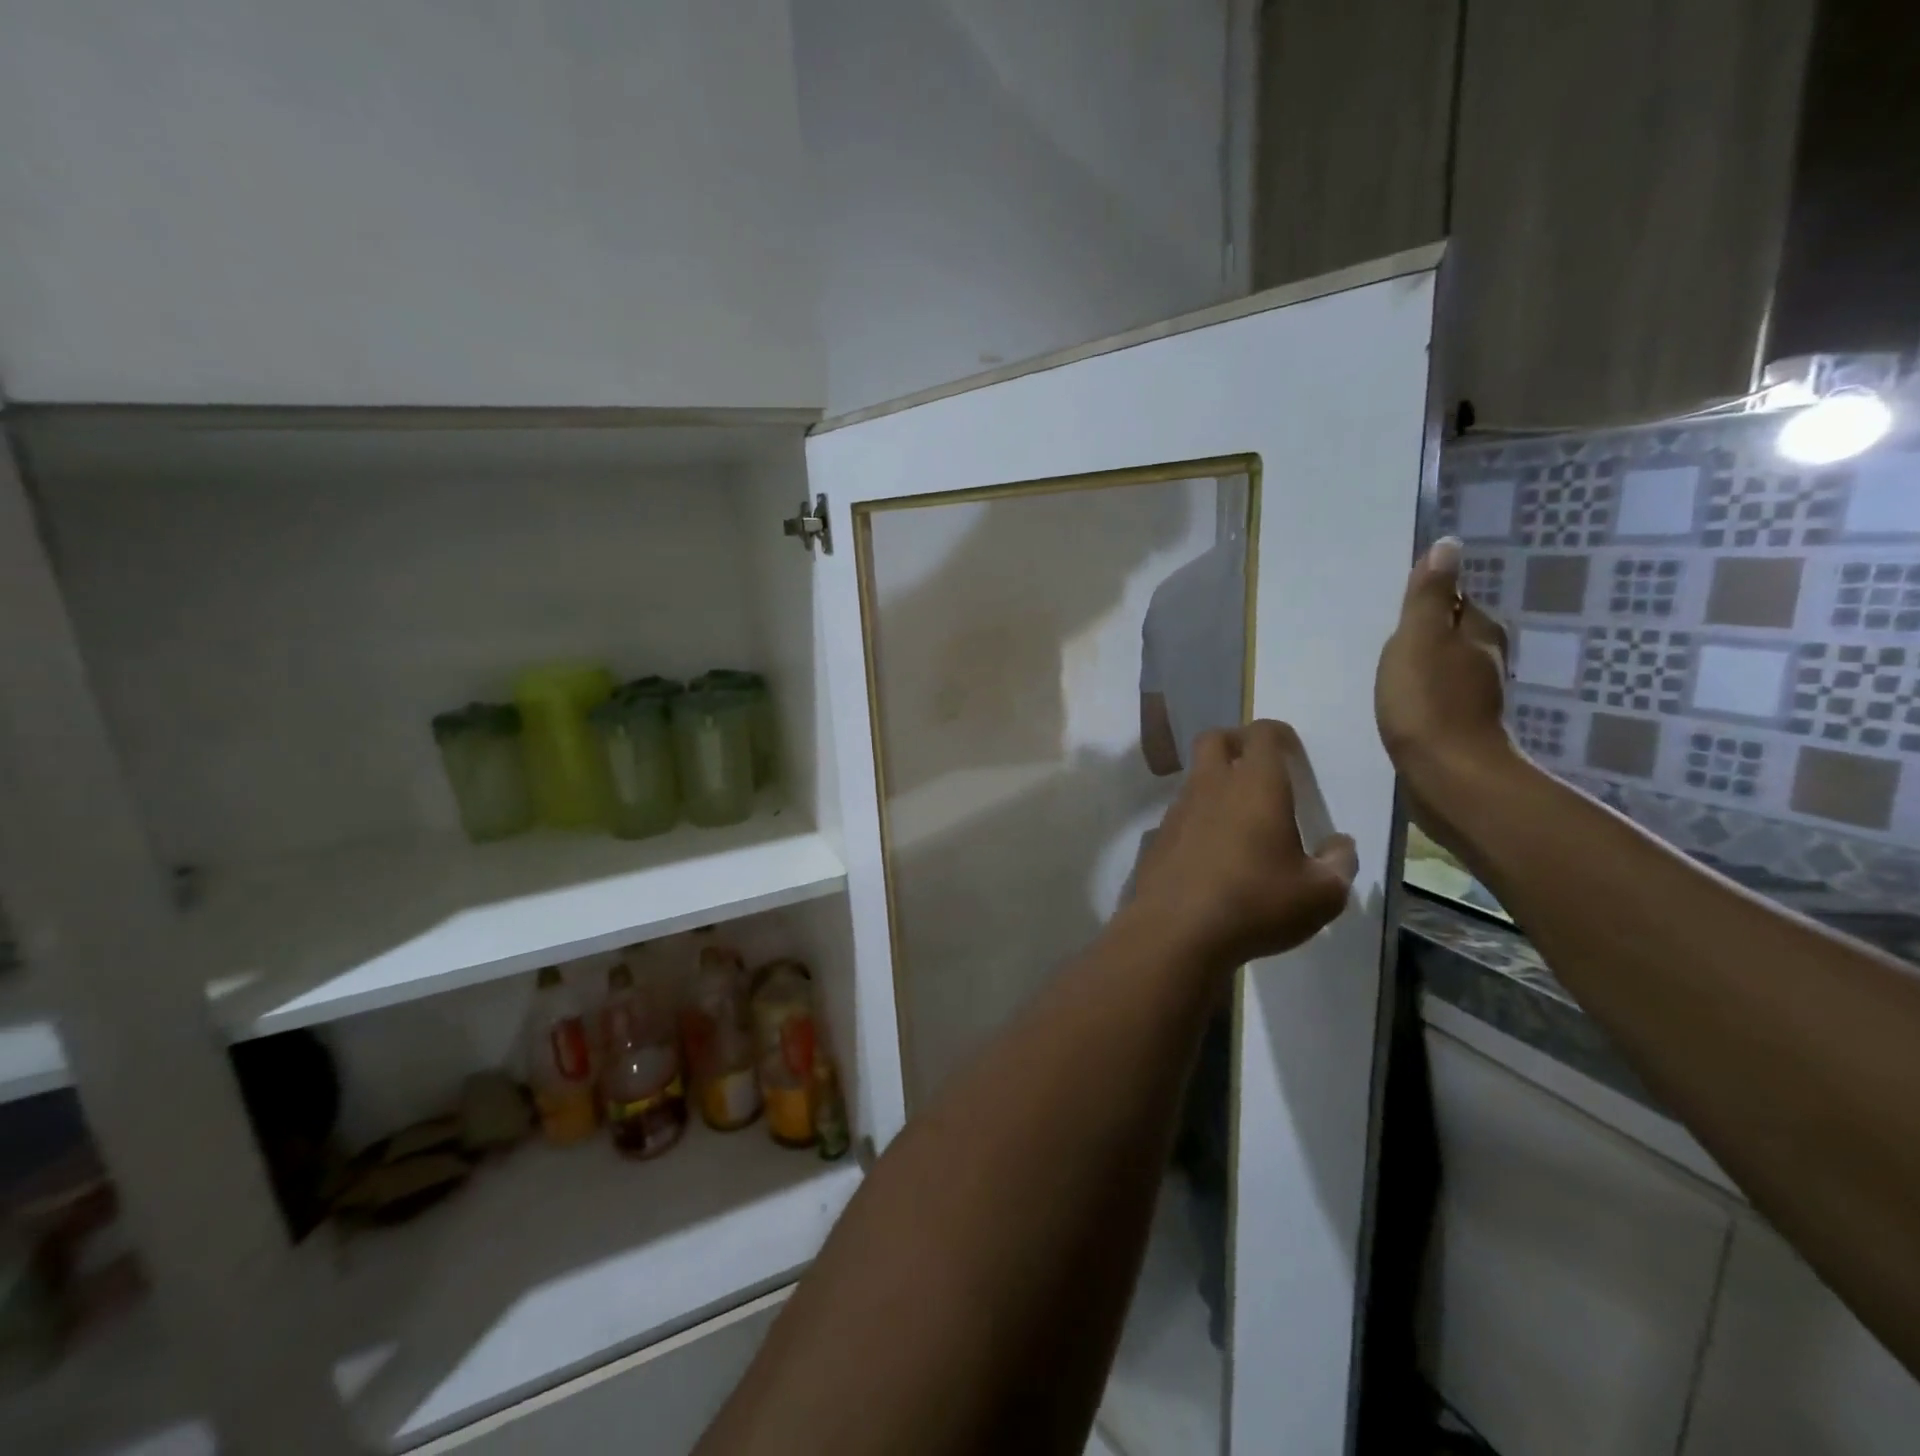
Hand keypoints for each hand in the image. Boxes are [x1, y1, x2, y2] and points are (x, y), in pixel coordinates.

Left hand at [1131, 720, 1356, 966]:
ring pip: (1194, 777)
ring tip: (1240, 823)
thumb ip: (1339, 864)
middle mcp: (1211, 786)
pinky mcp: (1157, 837)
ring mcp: (1177, 810)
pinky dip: (1197, 820)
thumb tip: (1340, 846)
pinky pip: (1180, 814)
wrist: (1176, 932)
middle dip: (1237, 744)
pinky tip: (1212, 856)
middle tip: (1260, 773)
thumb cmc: (1256, 904)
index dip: (1279, 736)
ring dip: (1216, 785)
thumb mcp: (1320, 894)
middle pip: (1215, 739)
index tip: (1293, 757)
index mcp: (1256, 785)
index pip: (1263, 733)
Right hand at [1375, 536, 1515, 791]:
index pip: (1454, 601)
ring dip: (1421, 666)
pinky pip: (1436, 697)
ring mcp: (1476, 696)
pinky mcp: (1460, 727)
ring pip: (1444, 667)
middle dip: (1423, 633)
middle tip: (1383, 640)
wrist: (1446, 775)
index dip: (1426, 602)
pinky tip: (1398, 705)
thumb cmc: (1427, 700)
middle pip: (1451, 634)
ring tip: (1385, 672)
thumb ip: (1429, 595)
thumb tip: (1448, 545)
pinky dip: (1420, 695)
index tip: (1395, 610)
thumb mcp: (1419, 638)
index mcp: (1478, 632)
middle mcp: (1486, 660)